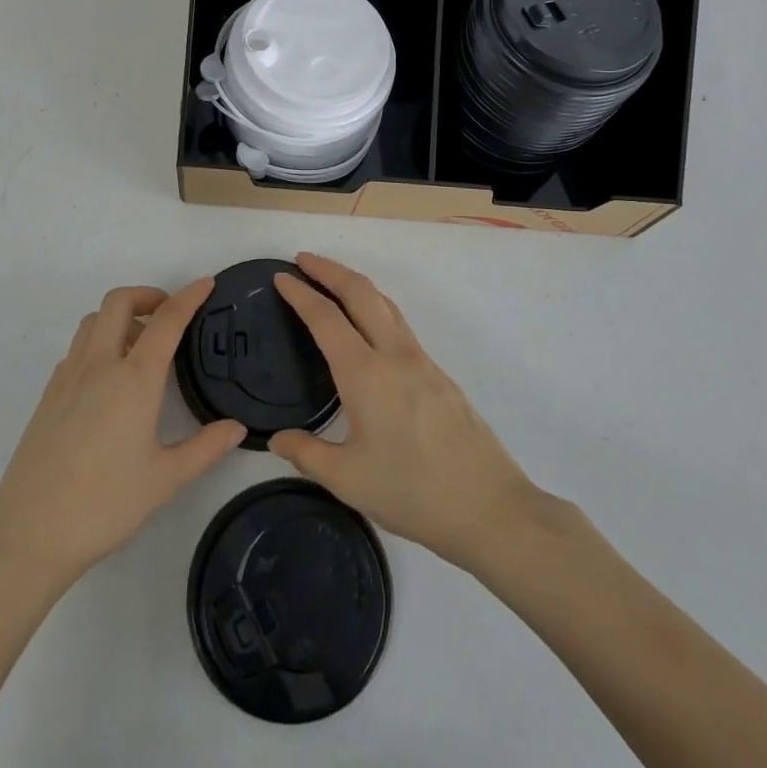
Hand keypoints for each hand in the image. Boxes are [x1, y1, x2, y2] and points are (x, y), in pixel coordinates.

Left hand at [0, 280, 244, 593]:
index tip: (206, 283)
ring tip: (141, 346)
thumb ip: (206, 448)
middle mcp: (99, 365)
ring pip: (93, 320)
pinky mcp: (48, 396)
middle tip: (169, 316)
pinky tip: (108, 379)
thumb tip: (237, 428)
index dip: (189, 296)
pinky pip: (76, 348)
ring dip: (120, 317)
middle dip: (148, 296)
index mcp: (134, 379)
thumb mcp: (165, 480)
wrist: (29, 534)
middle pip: (119, 302)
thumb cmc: (105, 505)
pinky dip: (97, 342)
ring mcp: (68, 378)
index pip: (166, 320)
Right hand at [269, 254, 545, 572]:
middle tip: (302, 260)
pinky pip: (399, 323)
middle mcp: (394, 354)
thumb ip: (306, 454)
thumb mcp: (349, 480)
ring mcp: (421, 360)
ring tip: (331, 282)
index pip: (326, 318)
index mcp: (365, 374)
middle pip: (360, 292)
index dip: (300, 293)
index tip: (280, 277)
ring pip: (384, 303)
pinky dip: (375, 306)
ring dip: (355, 283)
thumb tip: (275, 439)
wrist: (490, 507)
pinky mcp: (438, 373)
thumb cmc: (414, 493)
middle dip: (329, 269)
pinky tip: (367, 326)